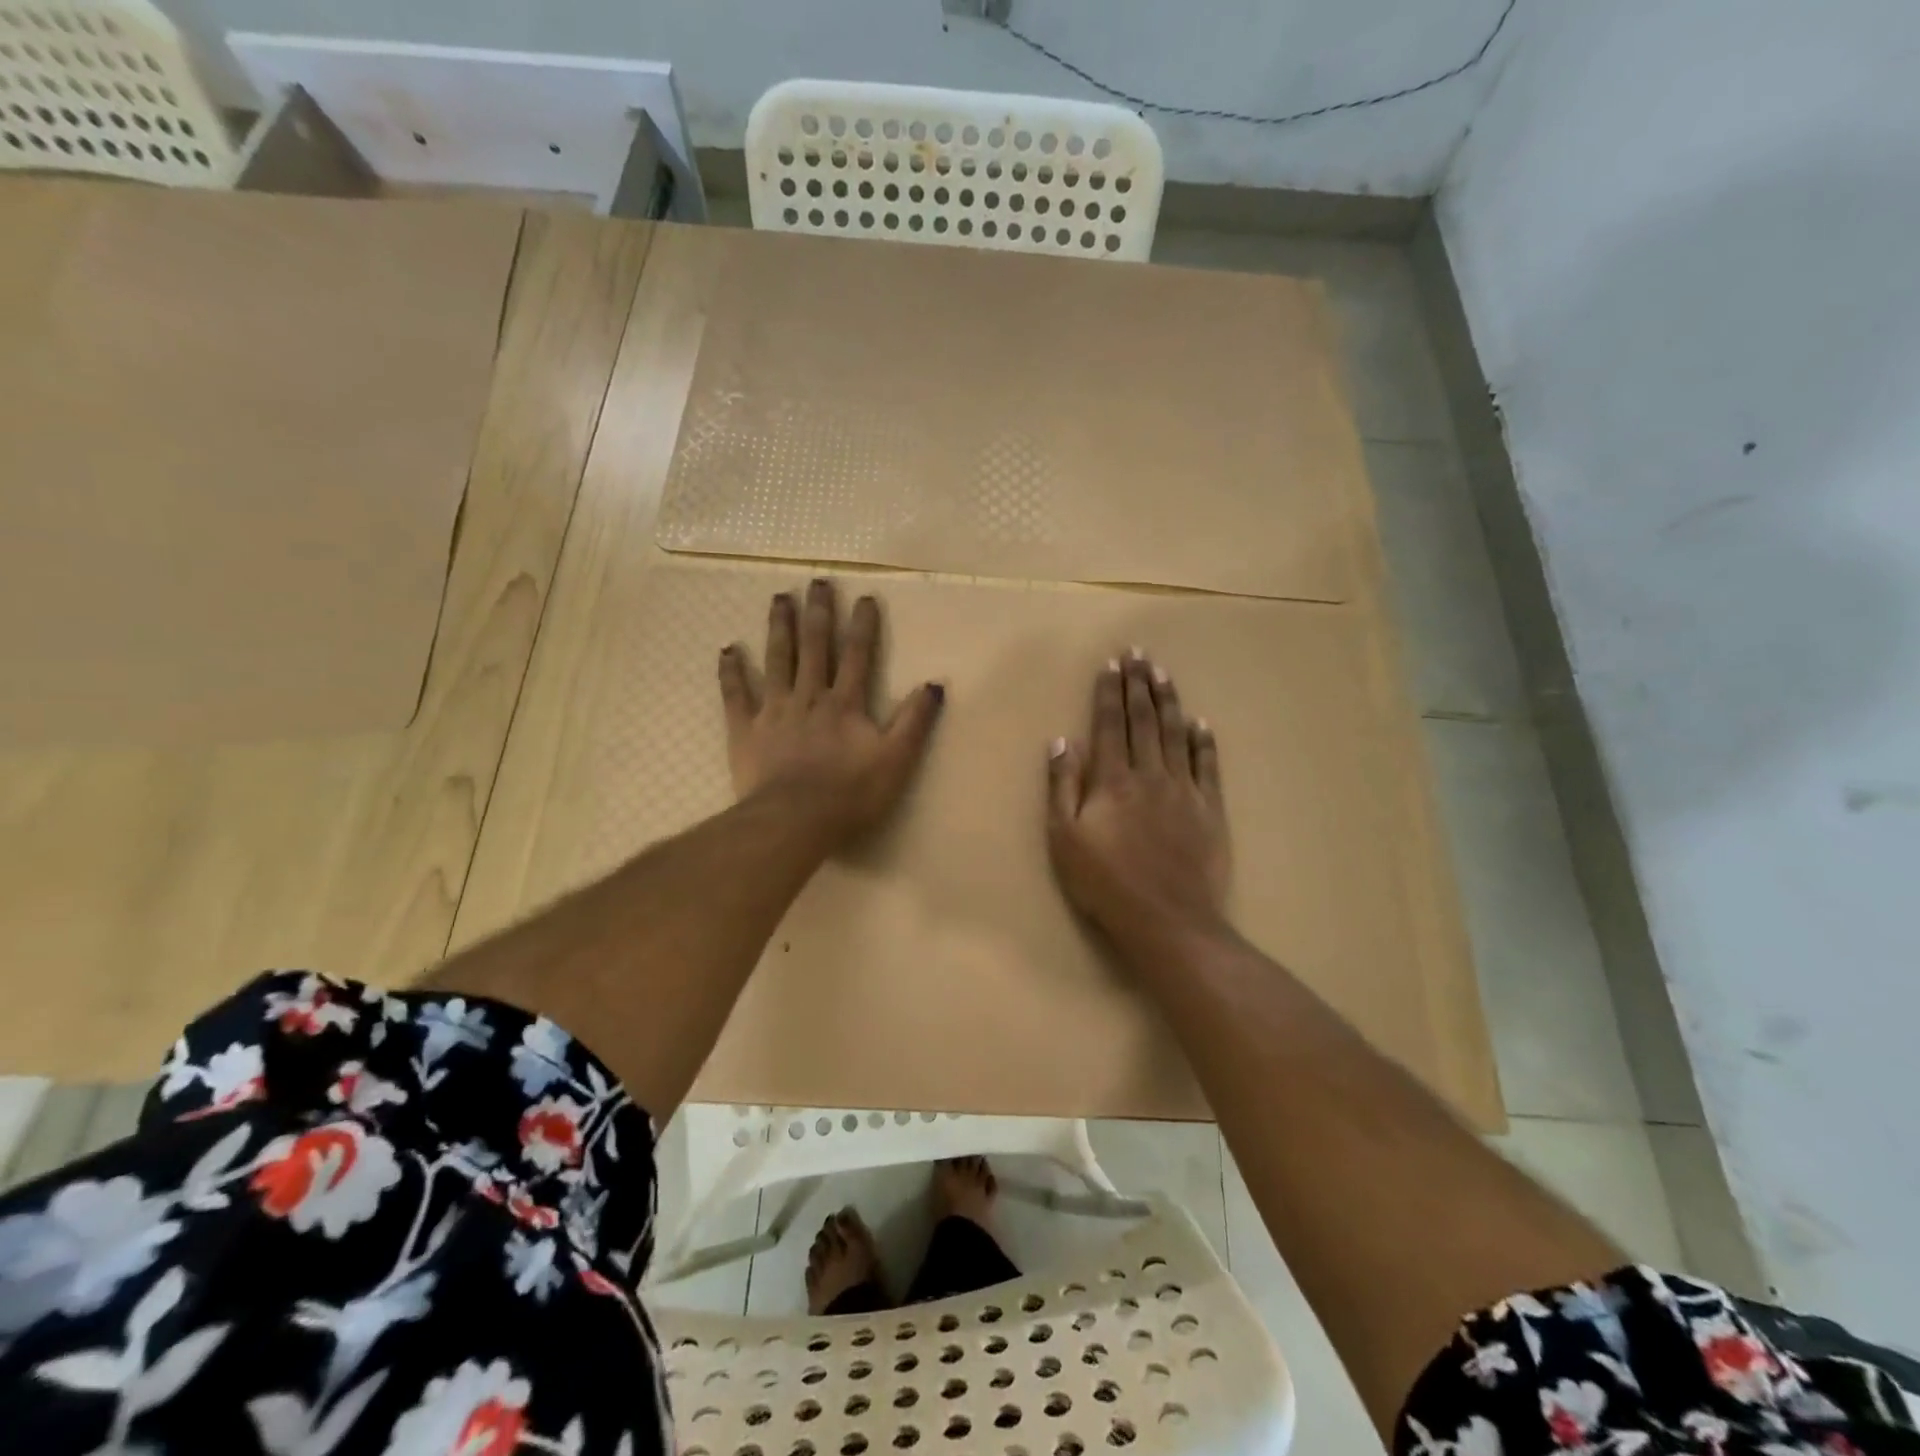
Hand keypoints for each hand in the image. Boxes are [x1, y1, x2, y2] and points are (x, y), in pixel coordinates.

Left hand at [719, 579, 944, 847]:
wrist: (795, 820)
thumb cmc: (851, 794)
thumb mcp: (896, 759)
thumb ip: (914, 721)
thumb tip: (934, 684)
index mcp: (845, 704)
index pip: (857, 656)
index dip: (862, 625)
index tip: (864, 597)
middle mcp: (809, 697)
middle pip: (815, 647)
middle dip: (818, 613)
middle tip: (816, 582)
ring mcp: (774, 711)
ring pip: (777, 660)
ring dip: (779, 628)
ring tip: (779, 599)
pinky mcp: (745, 730)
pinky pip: (736, 695)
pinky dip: (731, 672)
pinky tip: (727, 649)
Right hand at [1046, 651, 1230, 948]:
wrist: (1168, 919)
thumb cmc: (1106, 883)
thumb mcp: (1064, 839)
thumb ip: (1062, 787)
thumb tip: (1062, 742)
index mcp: (1112, 780)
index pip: (1108, 725)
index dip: (1108, 693)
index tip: (1110, 664)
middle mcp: (1149, 774)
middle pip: (1143, 720)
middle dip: (1138, 684)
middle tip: (1137, 653)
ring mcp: (1184, 790)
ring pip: (1175, 734)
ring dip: (1168, 701)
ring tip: (1163, 673)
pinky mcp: (1210, 809)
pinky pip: (1208, 765)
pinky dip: (1204, 741)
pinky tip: (1200, 722)